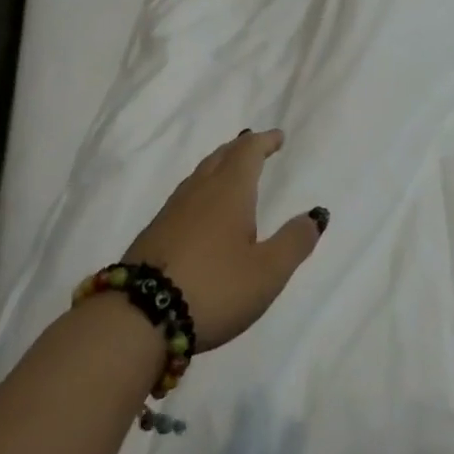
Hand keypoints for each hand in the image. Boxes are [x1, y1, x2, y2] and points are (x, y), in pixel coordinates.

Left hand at [122, 129, 325, 351]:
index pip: (248, 153)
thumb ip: (294, 242)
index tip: (277, 136)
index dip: (264, 141)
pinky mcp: (154, 233)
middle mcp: (200, 192)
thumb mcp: (267, 272)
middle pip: (221, 157)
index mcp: (230, 191)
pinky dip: (201, 189)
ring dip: (218, 165)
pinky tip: (200, 209)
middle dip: (240, 148)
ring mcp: (172, 211)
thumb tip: (316, 214)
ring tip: (229, 170)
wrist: (137, 317)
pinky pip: (185, 196)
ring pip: (199, 175)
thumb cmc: (214, 288)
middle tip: (254, 144)